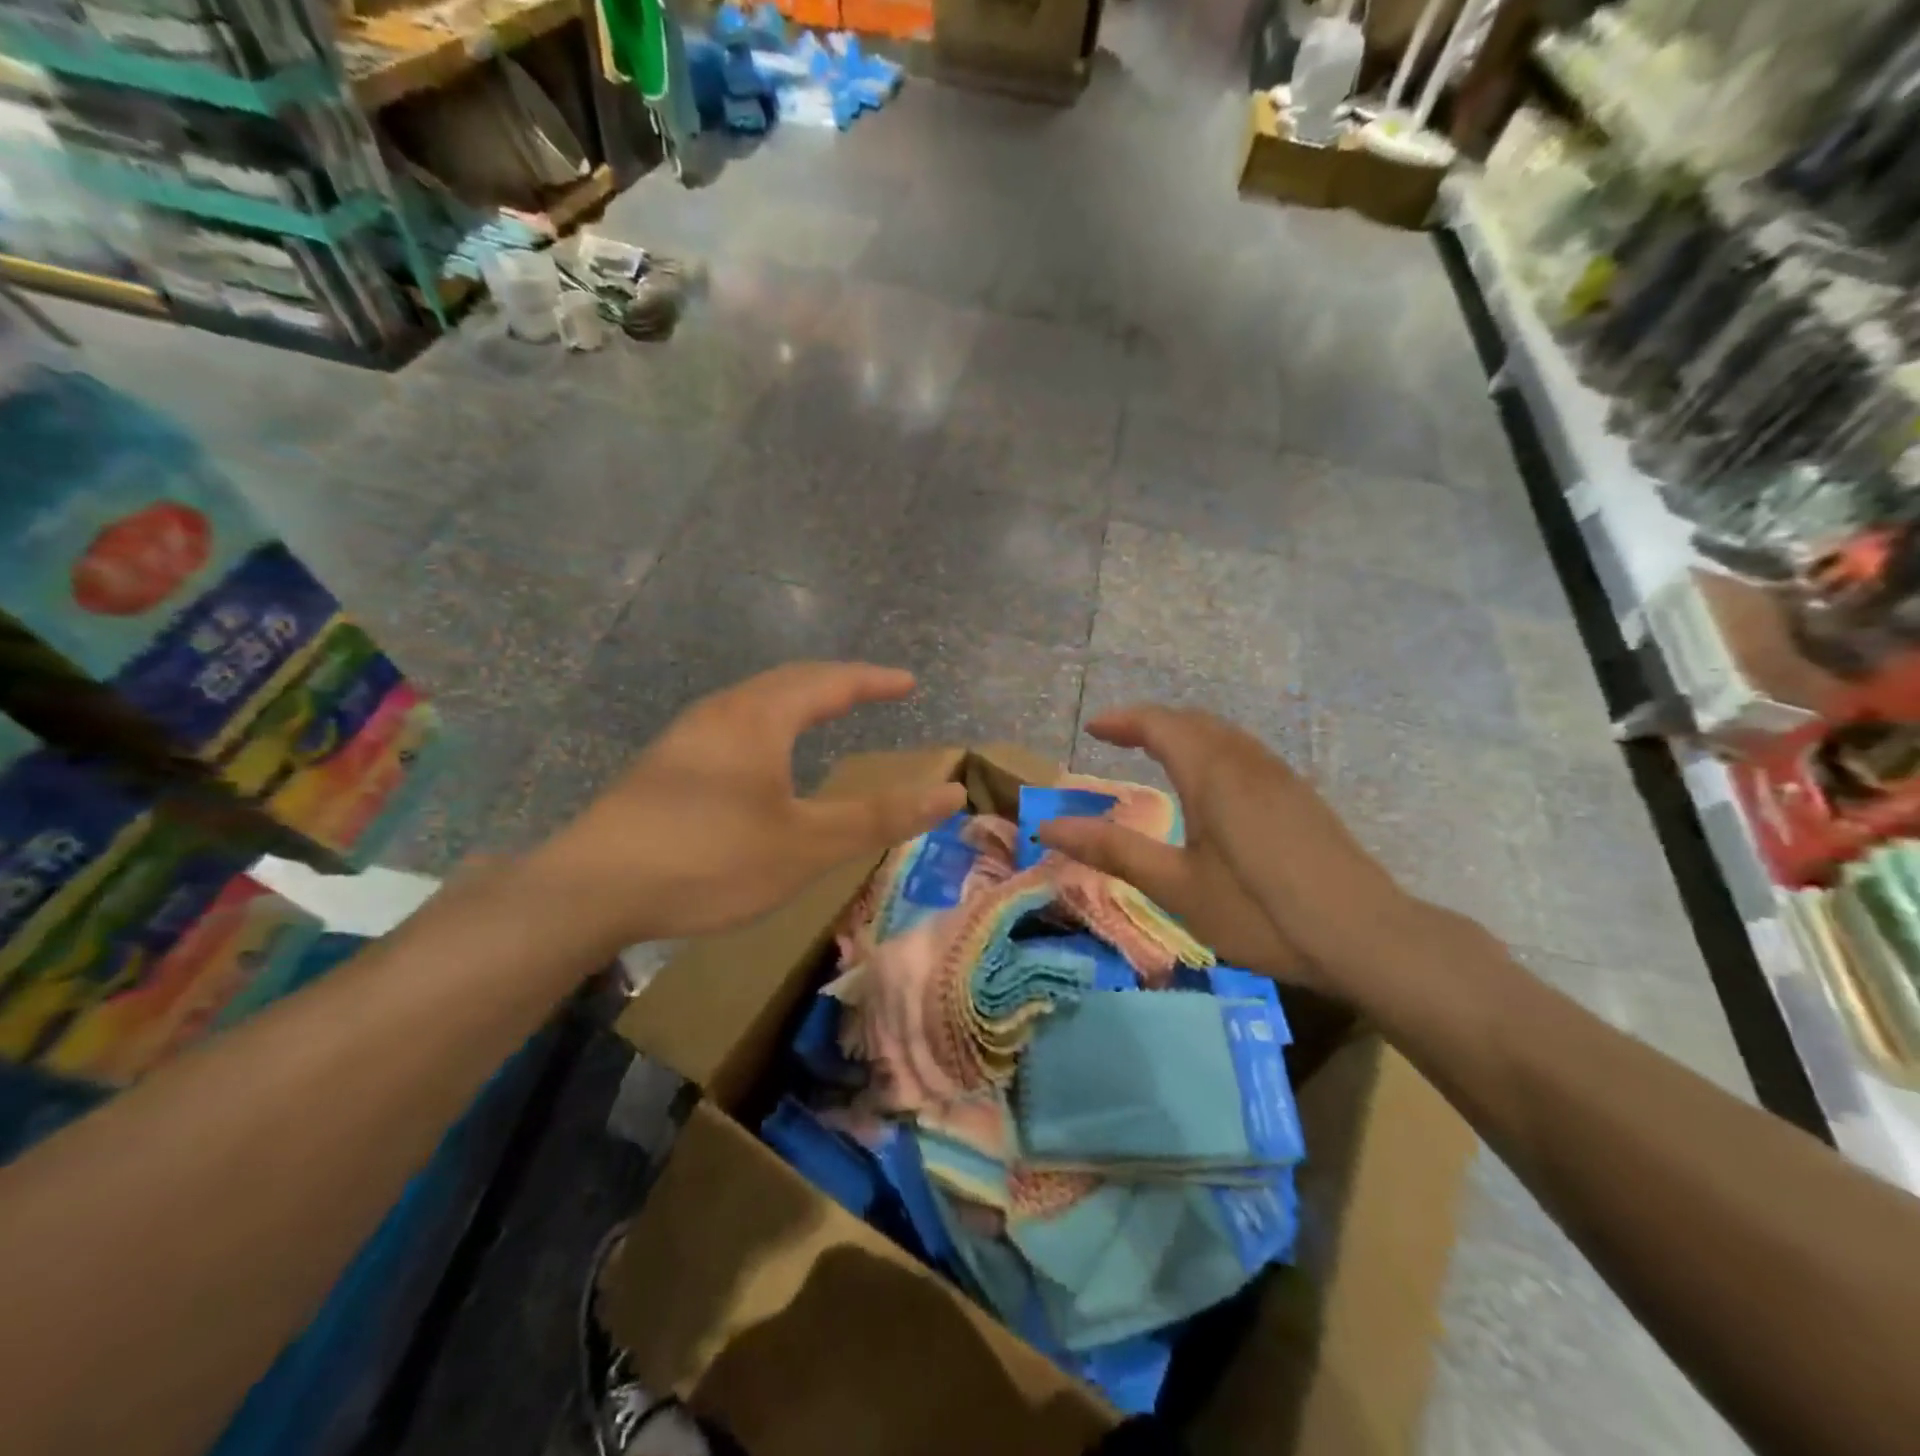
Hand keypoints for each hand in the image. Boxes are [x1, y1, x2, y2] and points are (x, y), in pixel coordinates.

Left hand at [537, 663, 966, 946]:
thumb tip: (950, 791)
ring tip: (822, 713)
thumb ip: (880, 816)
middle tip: (872, 690)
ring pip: (754, 701)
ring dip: (796, 700)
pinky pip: (731, 725)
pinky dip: (768, 724)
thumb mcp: (808, 845)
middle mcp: (721, 713)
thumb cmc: (711, 860)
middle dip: (837, 683)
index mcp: (760, 718)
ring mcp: (685, 737)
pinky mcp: (662, 766)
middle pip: (789, 681)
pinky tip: (760, 758)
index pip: (830, 682)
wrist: (589, 889)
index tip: (908, 682)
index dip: (873, 681)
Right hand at [1037, 706, 1420, 996]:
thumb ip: (1113, 850)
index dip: (1122, 720)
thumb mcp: (1176, 886)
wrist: (1366, 936)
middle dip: (1151, 722)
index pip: (1159, 724)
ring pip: (1224, 735)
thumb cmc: (1260, 910)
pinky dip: (1212, 750)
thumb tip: (1049, 826)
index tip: (1091, 728)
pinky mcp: (1301, 798)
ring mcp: (1280, 777)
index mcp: (1212, 773)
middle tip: (1118, 738)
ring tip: (1158, 754)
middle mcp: (1246, 762)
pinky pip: (1245, 753)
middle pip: (1193, 721)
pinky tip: (1213, 786)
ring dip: (1185, 733)